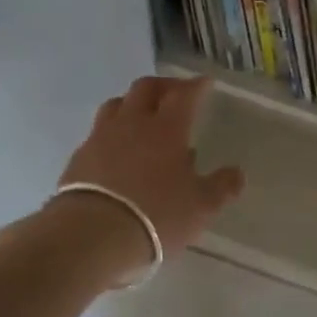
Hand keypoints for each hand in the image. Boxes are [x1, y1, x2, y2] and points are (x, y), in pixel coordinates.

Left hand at [54, 76, 243, 273]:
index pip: (184, 95)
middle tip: (175, 93)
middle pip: (146, 88)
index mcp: (166, 128)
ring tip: (143, 116)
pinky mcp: (79, 157)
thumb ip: (221, 187)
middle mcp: (132, 123)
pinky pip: (98, 132)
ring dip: (133, 103)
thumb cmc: (157, 216)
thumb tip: (236, 173)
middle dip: (164, 86)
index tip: (205, 82)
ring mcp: (101, 137)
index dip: (196, 86)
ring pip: (117, 104)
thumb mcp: (201, 207)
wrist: (92, 234)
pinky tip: (118, 149)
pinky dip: (113, 132)